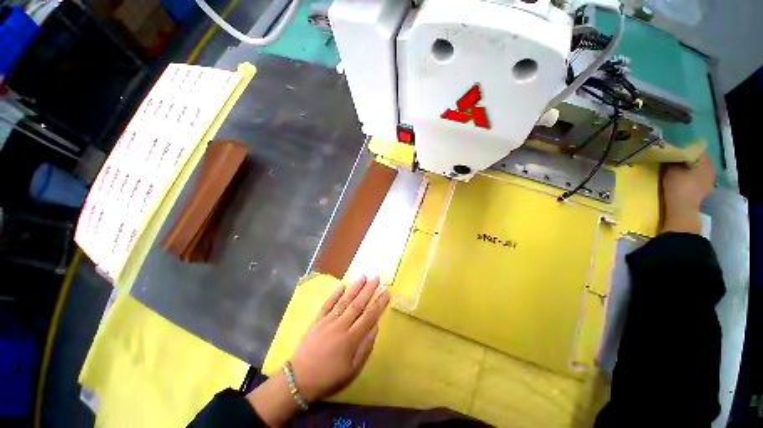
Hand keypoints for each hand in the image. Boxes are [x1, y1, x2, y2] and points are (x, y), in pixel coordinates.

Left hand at [247, 276, 389, 425]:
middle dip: (369, 290)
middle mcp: (341, 325)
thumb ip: (365, 348)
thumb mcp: (352, 370)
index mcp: (351, 339)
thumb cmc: (329, 377)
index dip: (379, 303)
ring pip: (344, 301)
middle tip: (376, 277)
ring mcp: (328, 321)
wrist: (299, 379)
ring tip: (363, 276)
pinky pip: (327, 304)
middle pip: (358, 304)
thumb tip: (375, 327)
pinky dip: (335, 294)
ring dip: (354, 288)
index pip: (369, 316)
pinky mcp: (317, 320)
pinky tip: (342, 285)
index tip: (387, 291)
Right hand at [662, 153, 713, 233]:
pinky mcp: (703, 191)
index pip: (695, 149)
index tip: (673, 150)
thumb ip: (672, 160)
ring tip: (675, 169)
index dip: (683, 148)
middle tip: (673, 159)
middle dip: (687, 159)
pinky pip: (696, 179)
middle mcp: (711, 169)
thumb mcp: (671, 170)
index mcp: (706, 162)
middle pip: (697, 160)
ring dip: (688, 169)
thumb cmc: (679, 187)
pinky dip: (689, 177)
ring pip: (697, 170)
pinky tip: (681, 179)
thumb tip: (670, 153)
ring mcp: (708, 182)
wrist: (682, 210)